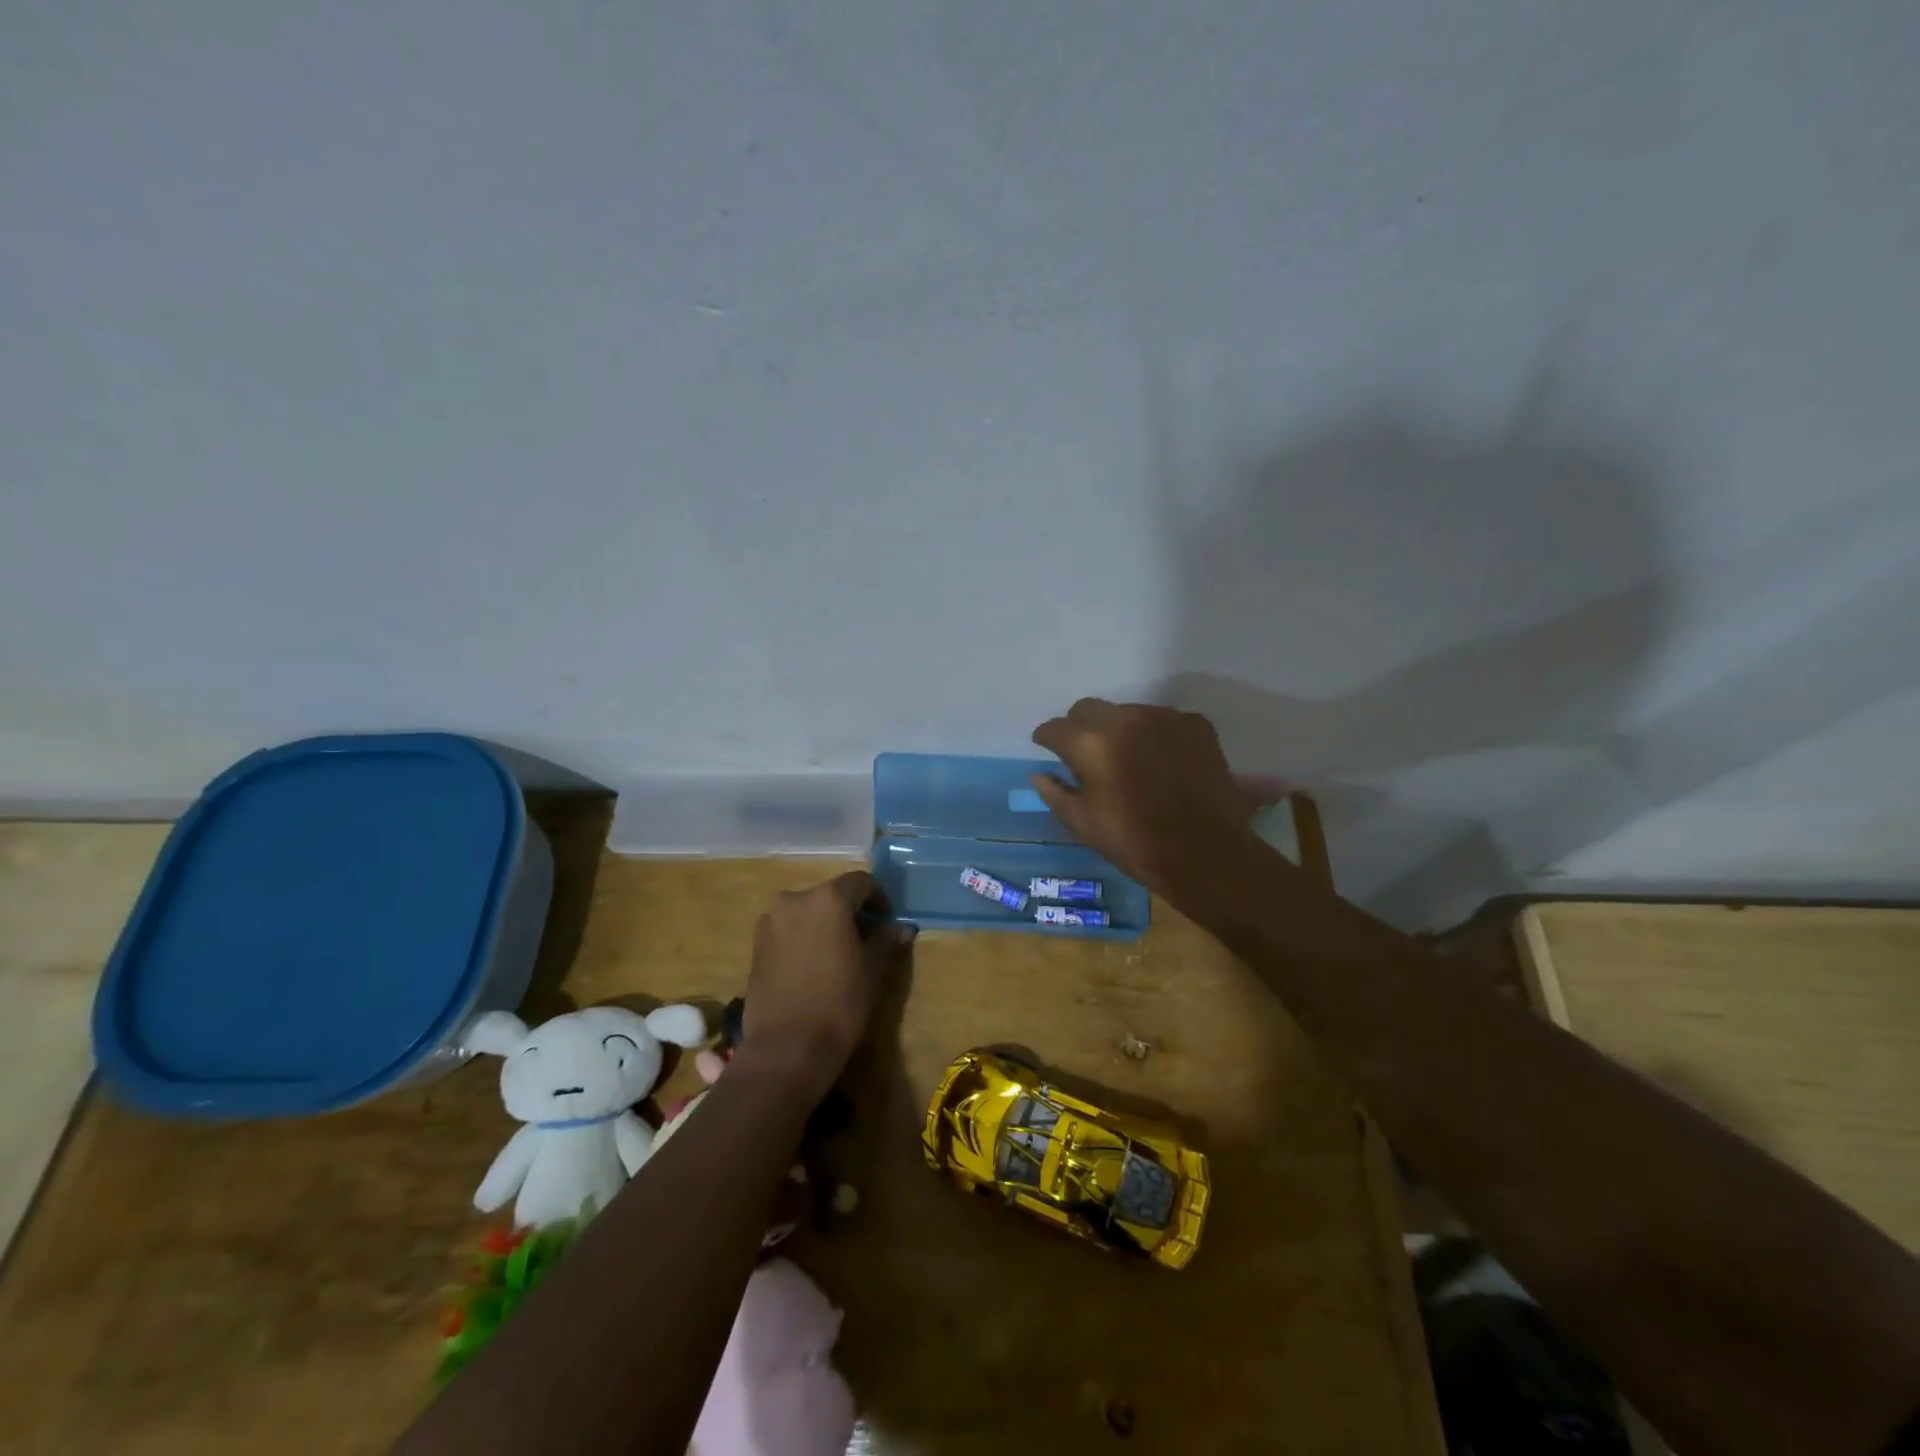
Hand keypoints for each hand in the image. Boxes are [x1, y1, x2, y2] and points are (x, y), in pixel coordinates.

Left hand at [740, 870, 911, 1099]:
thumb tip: (903, 928)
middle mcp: (794, 899)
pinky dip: (802, 938)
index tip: (886, 922)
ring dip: (823, 924)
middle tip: (865, 939)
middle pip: (830, 895)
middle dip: (849, 912)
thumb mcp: (873, 970)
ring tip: (837, 954)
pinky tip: (812, 967)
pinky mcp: (755, 945)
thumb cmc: (839, 1003)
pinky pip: (787, 930)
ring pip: (806, 912)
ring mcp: (770, 922)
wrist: (786, 1048)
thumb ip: (886, 941)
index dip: (878, 899)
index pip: (861, 883)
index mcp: (828, 899)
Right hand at [1030, 699, 1277, 902]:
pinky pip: (1162, 721)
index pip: (1055, 728)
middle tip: (1088, 756)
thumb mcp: (1082, 823)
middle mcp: (1124, 718)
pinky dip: (1155, 736)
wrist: (1204, 853)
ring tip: (1130, 761)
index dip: (1047, 740)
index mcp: (1090, 743)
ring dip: (1120, 731)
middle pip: (1088, 710)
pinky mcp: (1195, 724)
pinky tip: (1162, 763)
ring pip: (1127, 713)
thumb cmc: (1134, 842)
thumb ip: (1055, 793)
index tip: (1049, 750)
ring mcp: (1163, 717)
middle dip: (1080, 728)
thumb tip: (1040, 775)